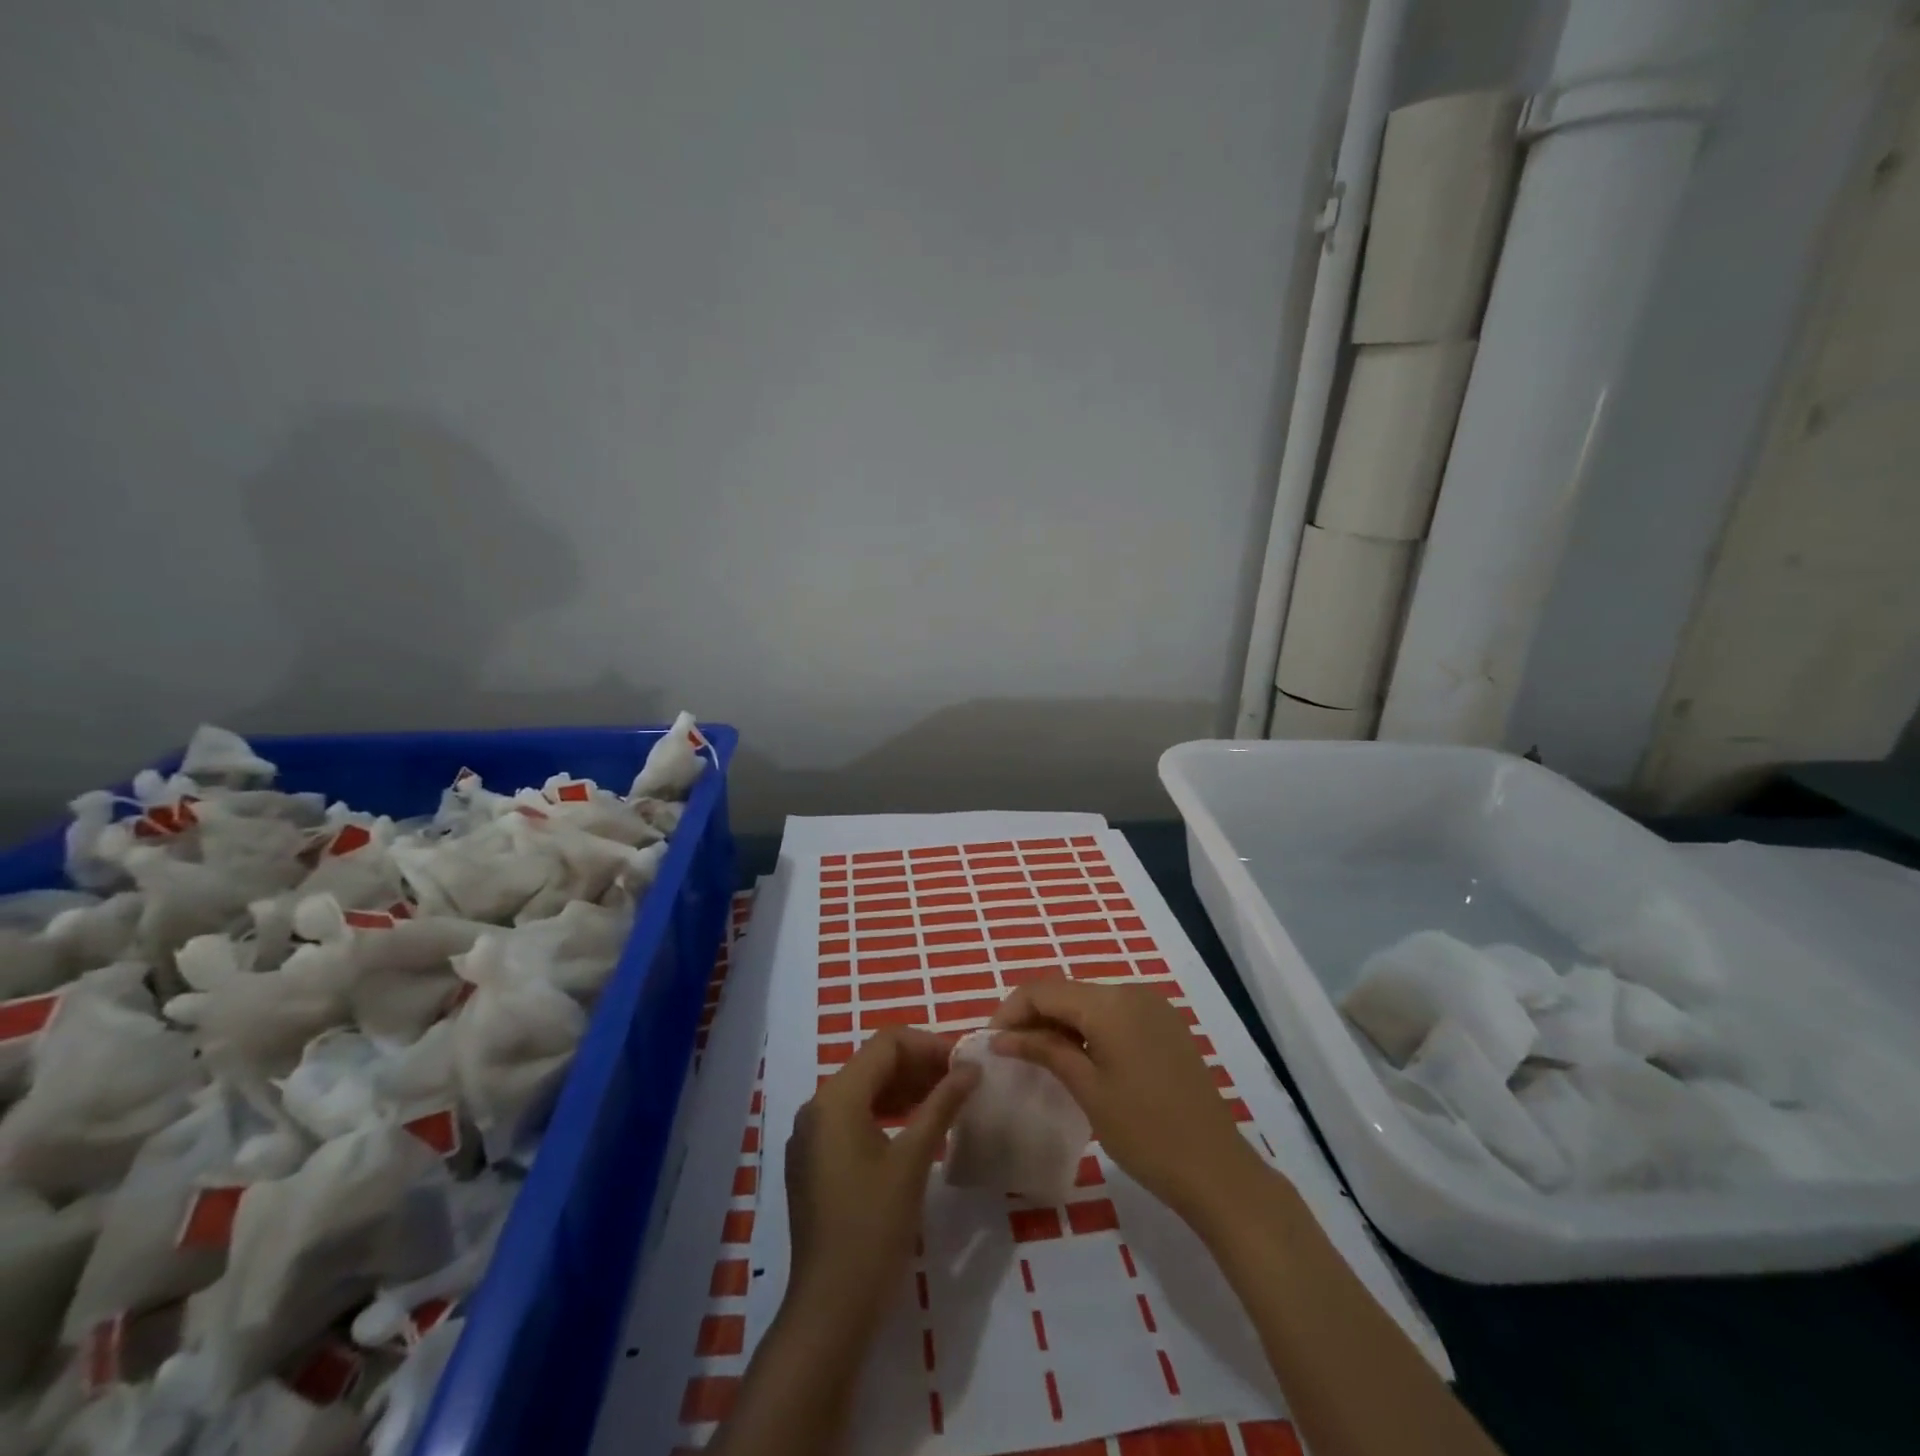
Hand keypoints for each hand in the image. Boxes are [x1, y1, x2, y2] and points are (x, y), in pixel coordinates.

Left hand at [783, 1027, 979, 1331]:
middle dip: (919, 1065)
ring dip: (905, 1087)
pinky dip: (886, 1111)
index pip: (886, 1044)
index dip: (928, 1045)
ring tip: (946, 1100)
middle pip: (873, 1063)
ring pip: (864, 1089)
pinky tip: (916, 1127)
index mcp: (836, 1097)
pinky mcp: (815, 1160)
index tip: (964, 1064)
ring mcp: (812, 1135)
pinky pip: (853, 1117)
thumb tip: (970, 1069)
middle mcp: (817, 1106)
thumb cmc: (874, 1227)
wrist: (830, 1308)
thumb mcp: (913, 1161)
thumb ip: (941, 1105)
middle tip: (961, 1081)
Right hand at [991, 980, 1261, 1220]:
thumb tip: (1002, 1037)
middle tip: (1009, 1052)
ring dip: (1060, 1022)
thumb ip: (1044, 1051)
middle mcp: (1131, 991)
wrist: (1216, 1169)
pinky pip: (1114, 1014)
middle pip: (1067, 992)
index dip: (1011, 1011)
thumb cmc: (1145, 1132)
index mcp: (1110, 1002)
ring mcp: (1152, 1006)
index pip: (1044, 990)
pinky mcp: (1164, 1025)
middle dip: (1034, 1016)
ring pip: (1090, 1002)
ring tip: (1036, 1056)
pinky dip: (1088, 1028)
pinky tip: (1076, 1057)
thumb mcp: (1087, 1090)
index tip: (990, 1043)